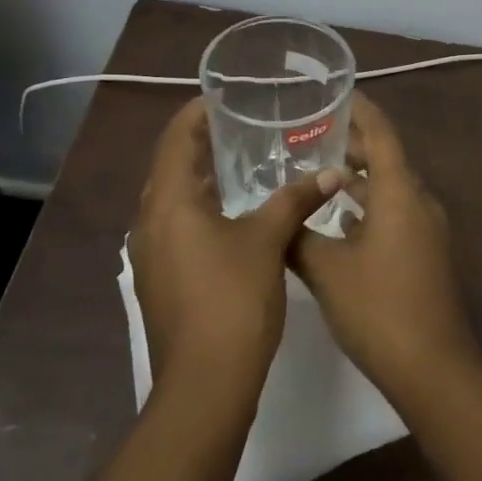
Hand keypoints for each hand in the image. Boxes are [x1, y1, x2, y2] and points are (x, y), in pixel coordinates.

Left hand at [130, 97, 348, 397]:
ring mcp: (150, 254)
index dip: (197, 112)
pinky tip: (234, 215)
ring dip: (201, 178)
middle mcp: (149, 222)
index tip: (224, 96)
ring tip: (241, 163)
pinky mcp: (160, 279)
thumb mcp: (269, 240)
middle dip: (202, 143)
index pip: (176, 138)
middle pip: (171, 167)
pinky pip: (176, 226)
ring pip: (173, 200)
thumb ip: (296, 199)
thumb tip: (332, 172)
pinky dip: (200, 209)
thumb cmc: (233, 300)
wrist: (205, 384)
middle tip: (241, 125)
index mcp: (169, 203)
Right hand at [291, 94, 480, 405]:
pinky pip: (394, 214)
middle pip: (386, 159)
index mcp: (400, 193)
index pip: (381, 134)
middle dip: (351, 145)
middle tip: (309, 134)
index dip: (360, 110)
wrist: (432, 369)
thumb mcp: (327, 270)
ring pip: (389, 189)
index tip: (334, 93)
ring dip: (357, 179)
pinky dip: (367, 207)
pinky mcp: (425, 254)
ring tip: (316, 173)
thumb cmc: (379, 309)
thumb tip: (279, 216)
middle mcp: (419, 202)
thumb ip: (299, 236)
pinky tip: (337, 222)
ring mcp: (426, 230)